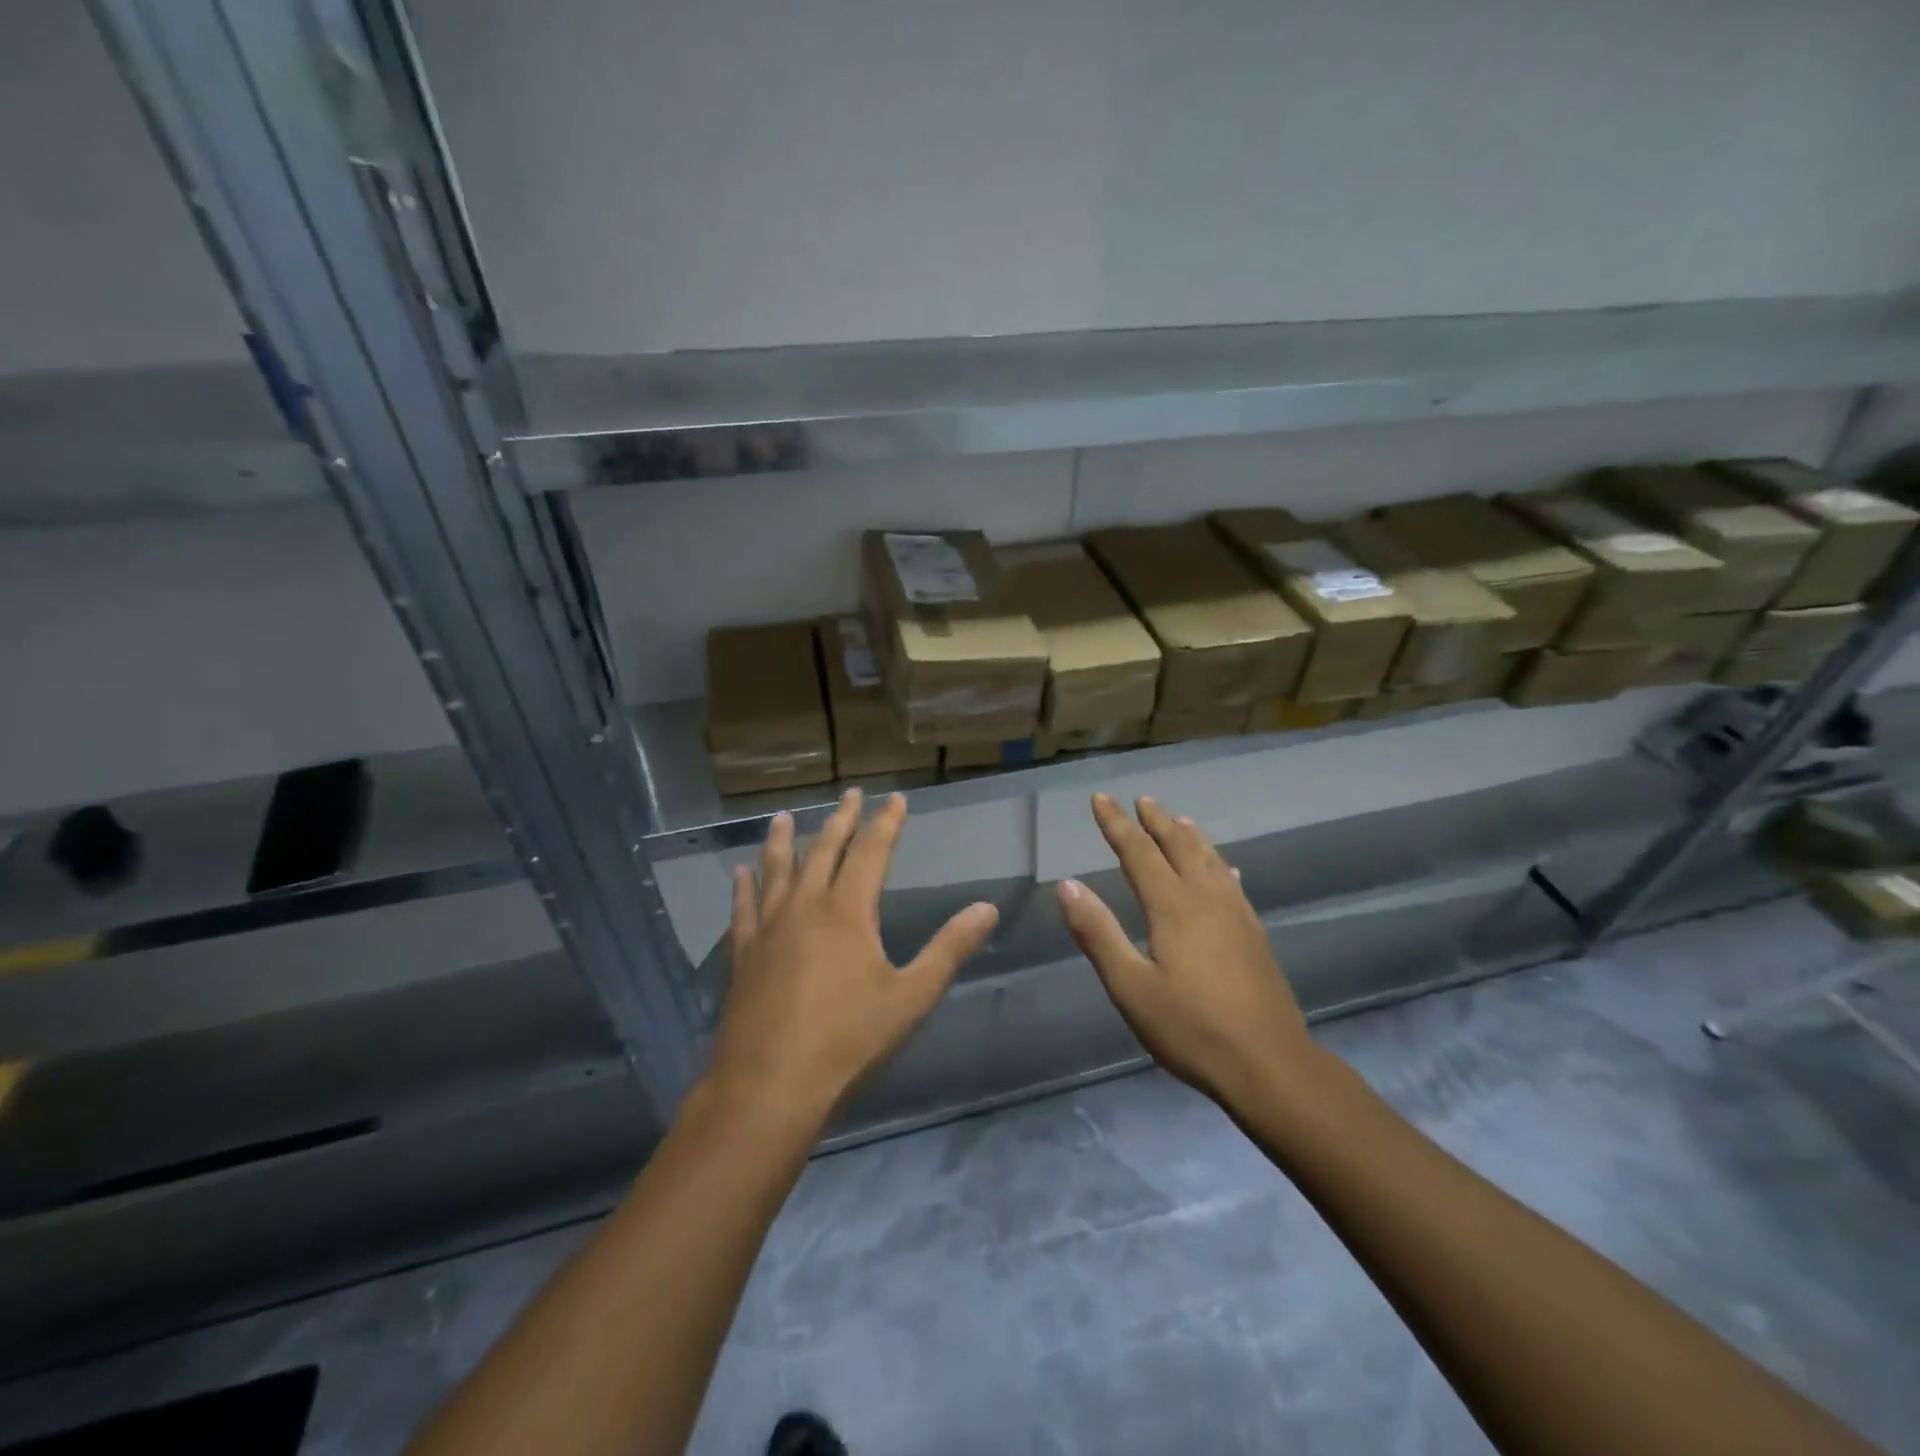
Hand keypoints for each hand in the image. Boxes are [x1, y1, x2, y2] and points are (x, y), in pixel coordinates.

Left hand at [706, 789, 997, 1126]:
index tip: (895, 798)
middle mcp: (806, 906)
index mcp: (848, 912)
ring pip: (777, 870)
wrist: (770, 1085)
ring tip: (782, 816)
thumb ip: (949, 949)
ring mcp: (769, 928)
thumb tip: (988, 908)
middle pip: (824, 850)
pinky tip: (740, 873)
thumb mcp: (911, 997)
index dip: (886, 823)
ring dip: (783, 840)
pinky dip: (743, 887)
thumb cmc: (848, 1041)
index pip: (872, 852)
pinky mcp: (743, 954)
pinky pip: (743, 908)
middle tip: (850, 794)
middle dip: (841, 819)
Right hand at [1056, 793, 1314, 1104]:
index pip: (1138, 852)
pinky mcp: (1254, 934)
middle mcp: (1206, 899)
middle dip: (1156, 821)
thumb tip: (1067, 885)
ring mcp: (1236, 915)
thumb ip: (1098, 933)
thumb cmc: (1191, 1028)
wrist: (1270, 1065)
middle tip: (1142, 800)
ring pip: (1210, 859)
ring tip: (1179, 820)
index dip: (1116, 824)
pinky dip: (1220, 865)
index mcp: (1172, 907)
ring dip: (1190, 836)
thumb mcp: (1131, 987)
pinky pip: (1232, 884)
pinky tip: (1225, 869)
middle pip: (1179, 846)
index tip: (1100, 798)